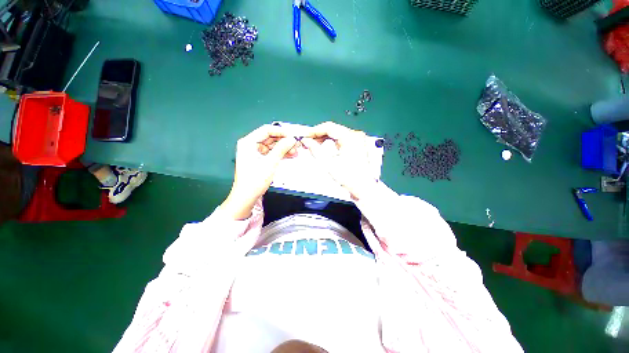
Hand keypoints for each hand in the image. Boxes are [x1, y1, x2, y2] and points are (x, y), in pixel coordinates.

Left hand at [221, 125, 298, 219]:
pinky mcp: (259, 159)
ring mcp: (255, 152)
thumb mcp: (270, 163)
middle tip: (296, 145)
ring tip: (295, 151)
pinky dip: (280, 154)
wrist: (246, 197)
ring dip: (283, 148)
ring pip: (272, 145)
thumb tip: (291, 139)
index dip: (281, 132)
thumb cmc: (254, 180)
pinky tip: (290, 155)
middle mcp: (250, 145)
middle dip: (283, 141)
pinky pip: (271, 153)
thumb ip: (281, 149)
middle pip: (270, 137)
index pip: (266, 130)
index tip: (292, 136)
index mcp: (248, 142)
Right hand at [301, 122, 375, 200]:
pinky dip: (331, 141)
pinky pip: (341, 139)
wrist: (363, 188)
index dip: (314, 131)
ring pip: (336, 133)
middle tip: (307, 140)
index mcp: (350, 137)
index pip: (329, 127)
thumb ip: (315, 150)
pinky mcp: (356, 145)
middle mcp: (355, 135)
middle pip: (333, 129)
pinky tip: (323, 145)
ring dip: (324, 138)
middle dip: (318, 134)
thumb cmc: (349, 178)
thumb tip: (306, 141)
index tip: (305, 135)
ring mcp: (357, 140)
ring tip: (313, 143)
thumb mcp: (328, 163)